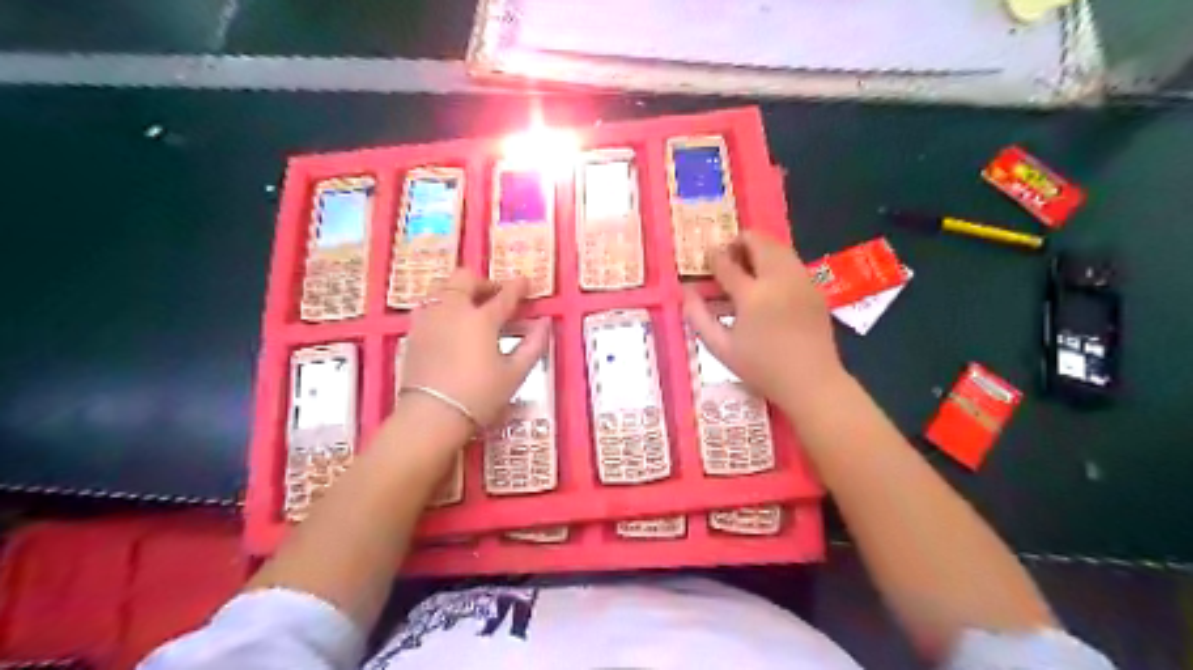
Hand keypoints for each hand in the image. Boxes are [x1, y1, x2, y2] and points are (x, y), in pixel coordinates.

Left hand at [400, 270, 549, 427]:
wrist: (430, 416)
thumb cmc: (479, 396)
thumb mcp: (514, 374)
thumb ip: (533, 345)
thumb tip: (544, 323)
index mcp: (482, 319)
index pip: (505, 295)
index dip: (518, 287)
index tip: (526, 282)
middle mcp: (453, 310)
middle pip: (465, 279)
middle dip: (483, 282)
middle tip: (495, 296)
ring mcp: (429, 319)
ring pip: (442, 287)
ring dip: (459, 291)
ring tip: (470, 307)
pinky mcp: (413, 333)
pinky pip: (428, 306)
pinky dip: (442, 306)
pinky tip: (449, 323)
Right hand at [686, 231, 842, 408]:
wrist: (812, 381)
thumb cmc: (762, 368)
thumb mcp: (721, 348)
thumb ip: (699, 317)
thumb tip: (686, 293)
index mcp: (753, 295)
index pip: (727, 262)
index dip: (713, 257)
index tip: (705, 258)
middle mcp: (779, 279)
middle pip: (758, 241)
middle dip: (738, 243)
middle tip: (727, 259)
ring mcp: (801, 280)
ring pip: (778, 246)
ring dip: (758, 249)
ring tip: (746, 269)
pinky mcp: (815, 287)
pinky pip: (791, 261)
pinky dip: (775, 261)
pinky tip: (768, 285)